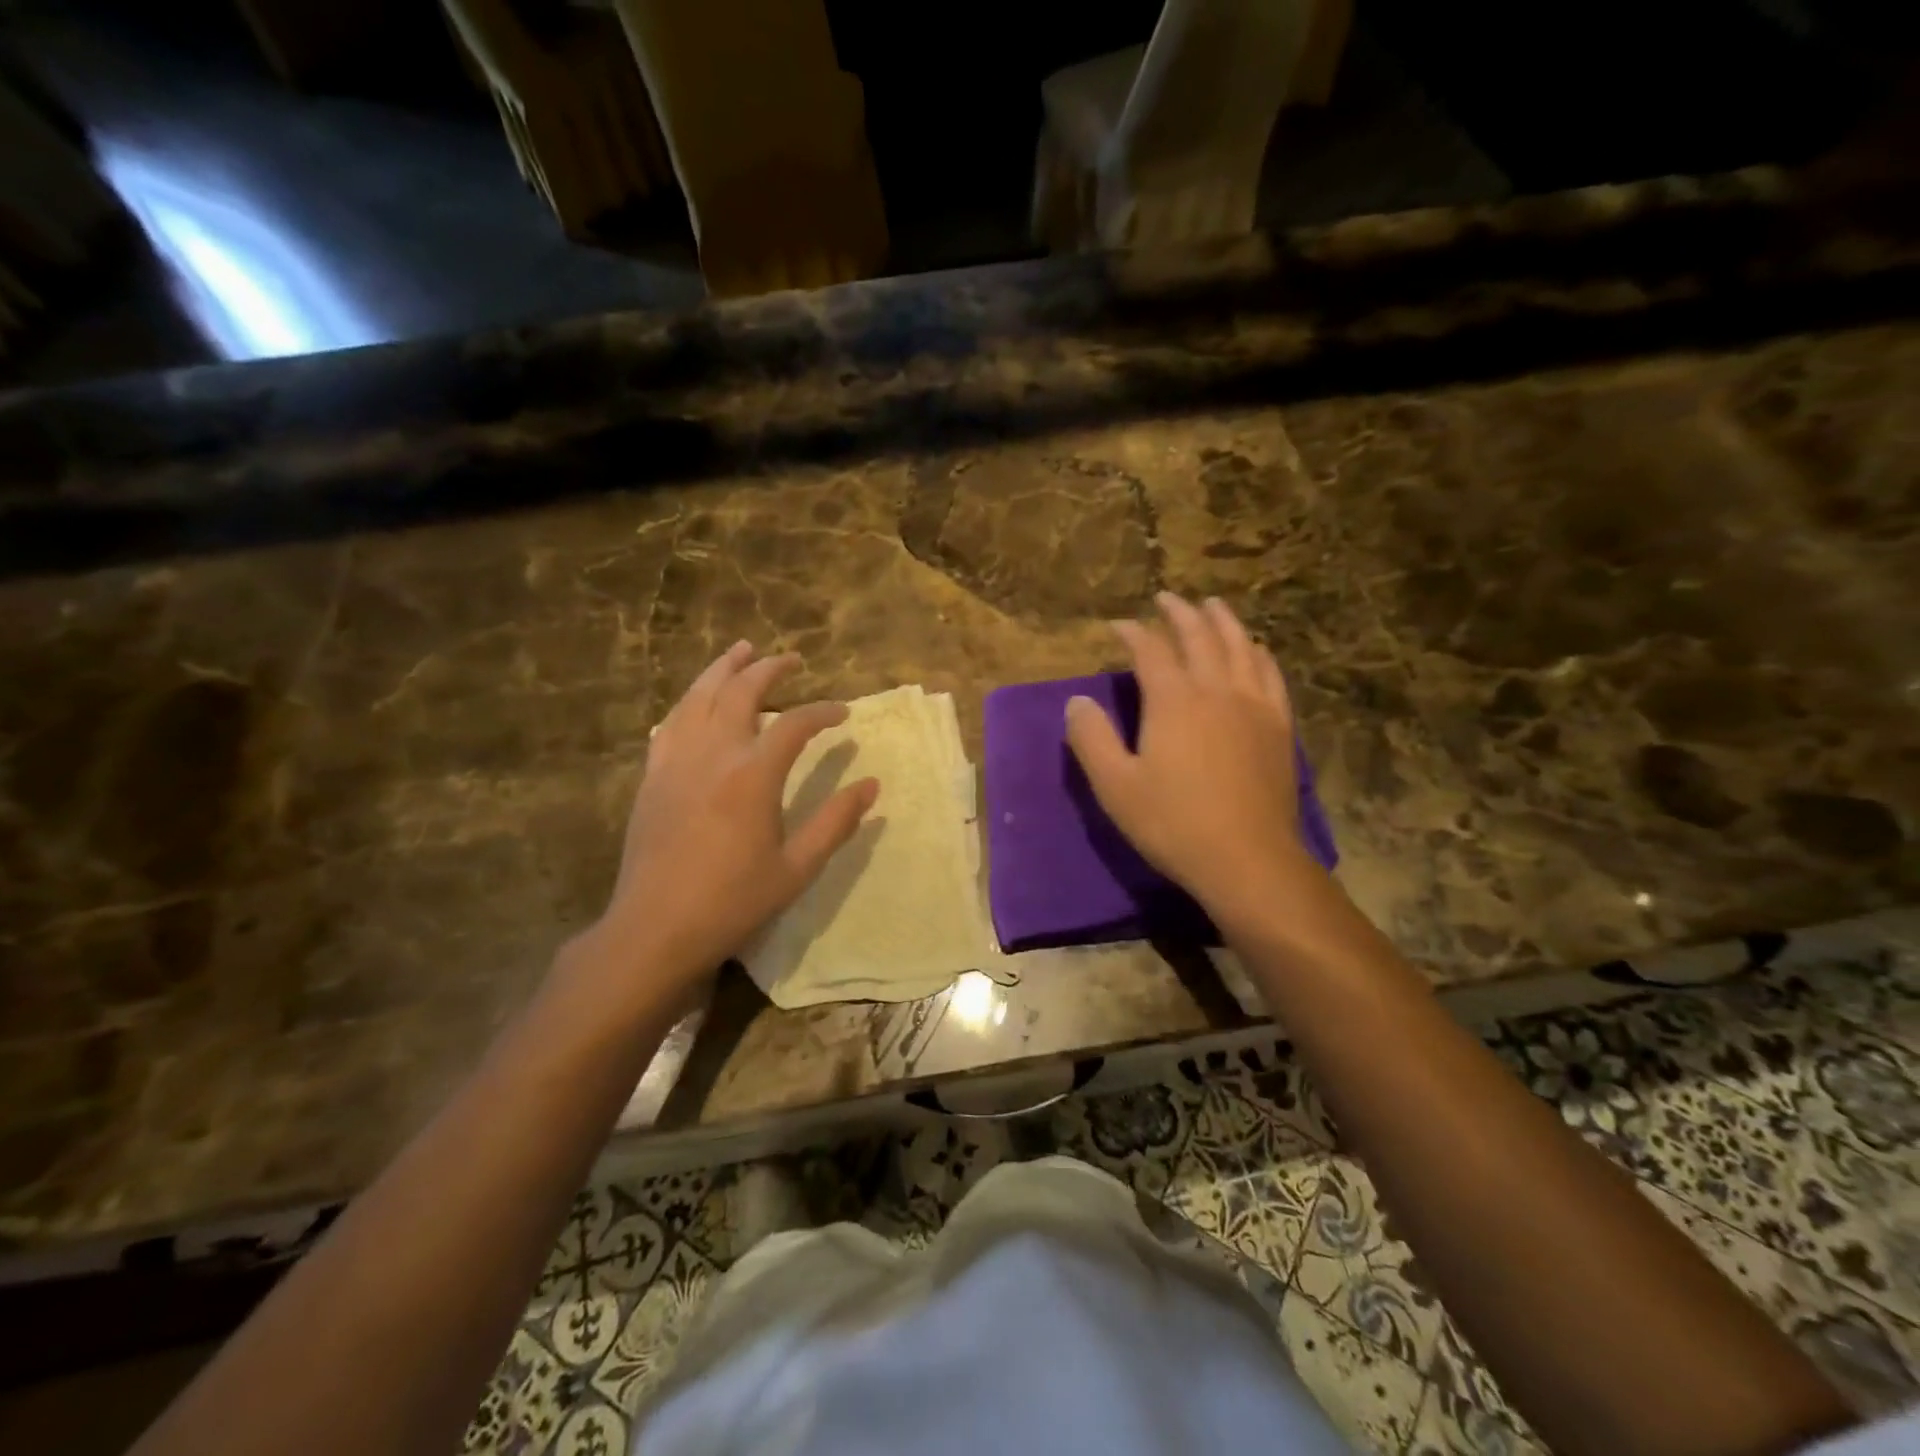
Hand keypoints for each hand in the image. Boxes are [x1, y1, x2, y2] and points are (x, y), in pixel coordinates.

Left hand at [584, 642, 877, 1003]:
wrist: (655, 928)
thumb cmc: (732, 901)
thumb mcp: (797, 868)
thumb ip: (836, 822)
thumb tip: (872, 785)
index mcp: (753, 775)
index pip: (795, 724)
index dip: (823, 712)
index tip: (842, 714)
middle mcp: (714, 754)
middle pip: (741, 692)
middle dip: (770, 669)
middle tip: (791, 659)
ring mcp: (676, 761)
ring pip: (699, 696)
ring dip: (723, 669)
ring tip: (740, 650)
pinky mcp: (652, 776)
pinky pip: (671, 722)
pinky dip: (690, 701)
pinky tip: (698, 700)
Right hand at [1066, 593, 1314, 921]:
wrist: (1247, 859)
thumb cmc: (1173, 823)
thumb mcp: (1114, 786)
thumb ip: (1091, 738)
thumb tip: (1077, 701)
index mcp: (1174, 700)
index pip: (1151, 651)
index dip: (1133, 633)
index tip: (1119, 625)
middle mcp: (1216, 690)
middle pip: (1199, 636)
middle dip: (1180, 613)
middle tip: (1167, 598)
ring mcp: (1254, 705)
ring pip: (1240, 646)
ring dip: (1223, 621)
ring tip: (1212, 606)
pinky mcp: (1278, 726)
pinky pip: (1270, 674)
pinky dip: (1258, 653)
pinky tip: (1255, 650)